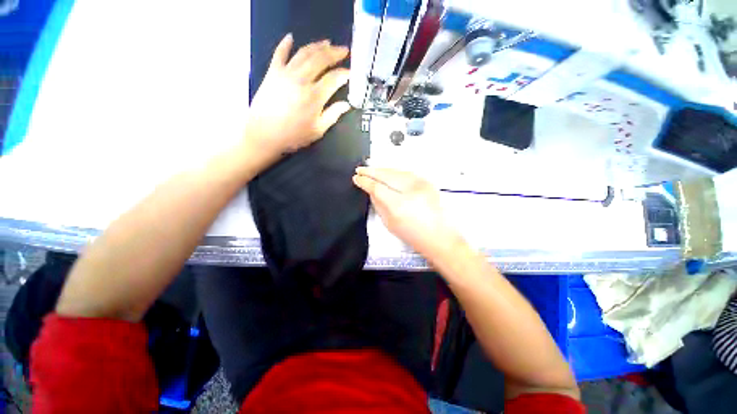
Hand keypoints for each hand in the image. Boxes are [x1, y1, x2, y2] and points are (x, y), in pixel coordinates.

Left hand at [245, 34, 351, 164]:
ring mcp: (286, 73)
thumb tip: (346, 104)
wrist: (263, 134)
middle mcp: (302, 79)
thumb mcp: (317, 130)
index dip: (344, 74)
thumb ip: (333, 115)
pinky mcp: (272, 72)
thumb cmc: (293, 136)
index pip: (334, 79)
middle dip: (335, 53)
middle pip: (320, 59)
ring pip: (304, 53)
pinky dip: (285, 44)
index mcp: (315, 96)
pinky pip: (279, 53)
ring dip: (317, 46)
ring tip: (327, 43)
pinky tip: (291, 38)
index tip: (351, 73)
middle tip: (344, 50)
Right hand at [353, 167, 462, 257]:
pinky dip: (394, 171)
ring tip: (371, 169)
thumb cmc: (413, 235)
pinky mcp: (427, 182)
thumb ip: (378, 204)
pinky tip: (387, 172)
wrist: (438, 236)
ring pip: (396, 171)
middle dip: (371, 171)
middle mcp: (411, 190)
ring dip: (382, 170)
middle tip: (360, 169)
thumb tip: (370, 191)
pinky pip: (406, 172)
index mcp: (399, 205)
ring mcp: (421, 184)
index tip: (356, 178)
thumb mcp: (389, 223)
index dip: (365, 181)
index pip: (377, 187)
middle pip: (387, 175)